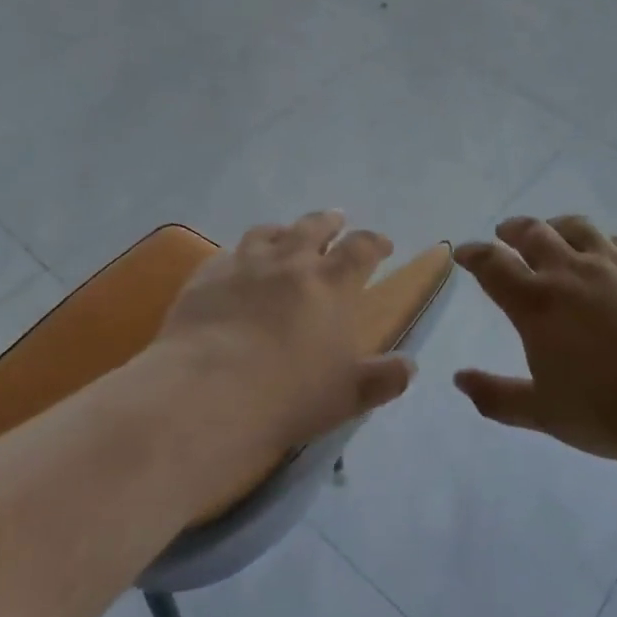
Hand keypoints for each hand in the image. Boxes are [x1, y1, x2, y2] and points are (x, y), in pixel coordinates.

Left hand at [148, 211, 414, 503]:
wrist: (208, 394)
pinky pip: (226, 254)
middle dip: (329, 222)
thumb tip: (410, 367)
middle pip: (313, 227)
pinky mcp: (206, 277)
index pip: (361, 249)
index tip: (382, 244)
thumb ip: (381, 379)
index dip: (374, 242)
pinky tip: (236, 265)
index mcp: (331, 284)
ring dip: (283, 231)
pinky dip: (239, 255)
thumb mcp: (347, 395)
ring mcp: (244, 265)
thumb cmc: (288, 396)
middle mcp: (290, 262)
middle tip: (336, 220)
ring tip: (286, 235)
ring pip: (267, 233)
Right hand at [454, 215, 616, 467]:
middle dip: (513, 230)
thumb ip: (496, 396)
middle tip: (505, 233)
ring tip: (552, 231)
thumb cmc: (608, 412)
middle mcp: (571, 272)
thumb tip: (459, 379)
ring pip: (577, 228)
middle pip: (533, 234)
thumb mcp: (543, 413)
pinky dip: (602, 242)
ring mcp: (615, 265)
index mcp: (537, 304)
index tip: (464, 252)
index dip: (473, 255)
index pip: (493, 265)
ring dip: (555, 226)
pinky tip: (607, 253)